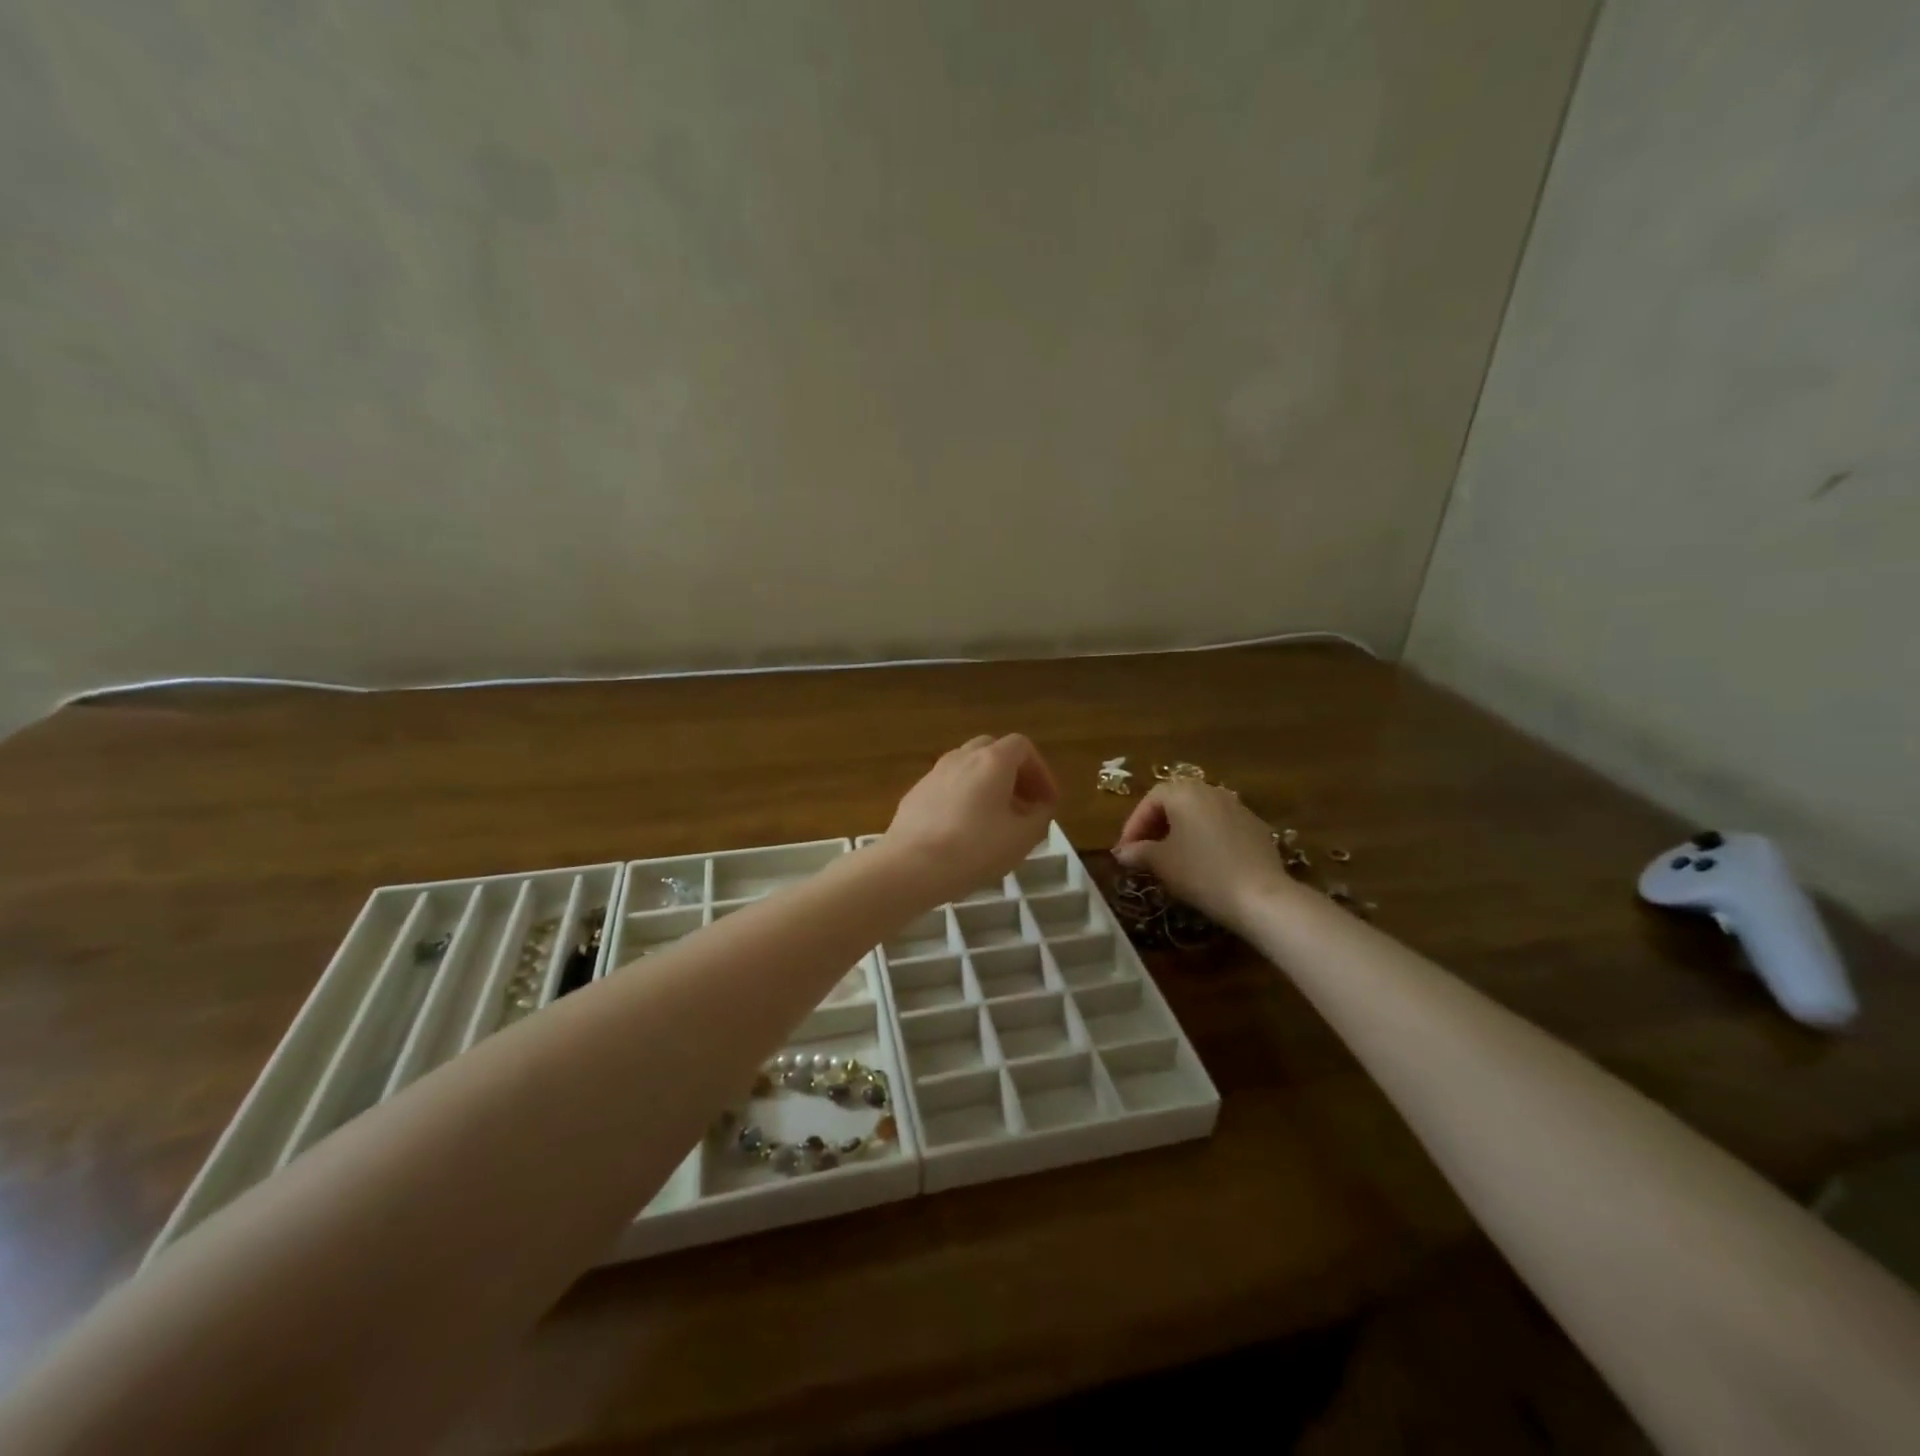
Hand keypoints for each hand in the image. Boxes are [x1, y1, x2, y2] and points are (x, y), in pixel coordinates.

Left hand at [884, 734, 1058, 903]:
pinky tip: (964, 831)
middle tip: (1023, 805)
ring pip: (967, 768)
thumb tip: (1040, 807)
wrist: (911, 866)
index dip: (1041, 771)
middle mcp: (961, 757)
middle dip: (1013, 774)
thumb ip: (1040, 817)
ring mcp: (934, 774)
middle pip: (992, 751)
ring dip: (987, 786)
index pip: (1022, 747)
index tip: (1047, 802)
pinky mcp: (915, 794)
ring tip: (995, 820)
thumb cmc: (975, 849)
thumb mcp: (1022, 838)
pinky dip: (964, 799)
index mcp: (992, 760)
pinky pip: (948, 787)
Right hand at [1113, 780, 1297, 930]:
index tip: (1125, 851)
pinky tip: (1204, 864)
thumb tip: (1123, 852)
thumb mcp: (1161, 863)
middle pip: (1175, 802)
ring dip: (1181, 832)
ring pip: (1199, 814)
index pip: (1150, 800)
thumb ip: (1138, 852)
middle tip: (1144, 852)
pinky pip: (1221, 827)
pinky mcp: (1256, 828)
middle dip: (1156, 826)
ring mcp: (1238, 808)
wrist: (1261, 897)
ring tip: (1171, 858)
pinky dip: (1205, 839)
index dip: (1133, 825)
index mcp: (1184, 793)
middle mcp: (1211, 791)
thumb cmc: (1201, 873)